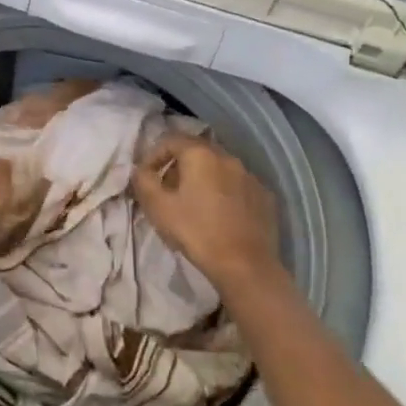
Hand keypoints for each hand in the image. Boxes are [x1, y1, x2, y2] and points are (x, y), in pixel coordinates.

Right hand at [132, 134, 282, 289]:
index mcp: (200, 154)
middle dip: (178, 167)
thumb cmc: (196, 232)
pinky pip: (237, 186)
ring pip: (219, 168)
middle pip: (196, 151)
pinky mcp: (265, 196)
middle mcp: (228, 157)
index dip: (153, 156)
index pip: (170, 140)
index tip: (146, 178)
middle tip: (167, 191)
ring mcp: (250, 176)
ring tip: (194, 204)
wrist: (244, 265)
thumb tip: (140, 170)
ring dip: (203, 179)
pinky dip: (225, 193)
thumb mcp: (158, 207)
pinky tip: (220, 215)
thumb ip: (143, 181)